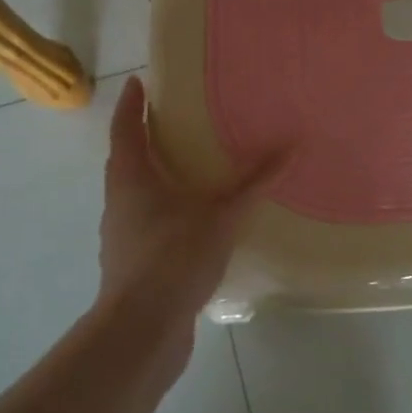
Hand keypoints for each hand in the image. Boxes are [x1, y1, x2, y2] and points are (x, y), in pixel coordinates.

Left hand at [99, 76, 285, 320]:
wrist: (141, 331)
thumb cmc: (173, 258)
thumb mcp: (222, 216)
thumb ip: (254, 183)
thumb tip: (291, 147)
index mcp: (132, 178)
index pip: (126, 128)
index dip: (131, 103)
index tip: (138, 81)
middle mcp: (120, 201)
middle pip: (127, 159)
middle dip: (144, 136)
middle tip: (172, 119)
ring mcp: (122, 234)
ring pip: (135, 192)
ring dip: (154, 174)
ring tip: (186, 165)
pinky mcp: (132, 262)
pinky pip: (146, 220)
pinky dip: (164, 208)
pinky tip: (192, 219)